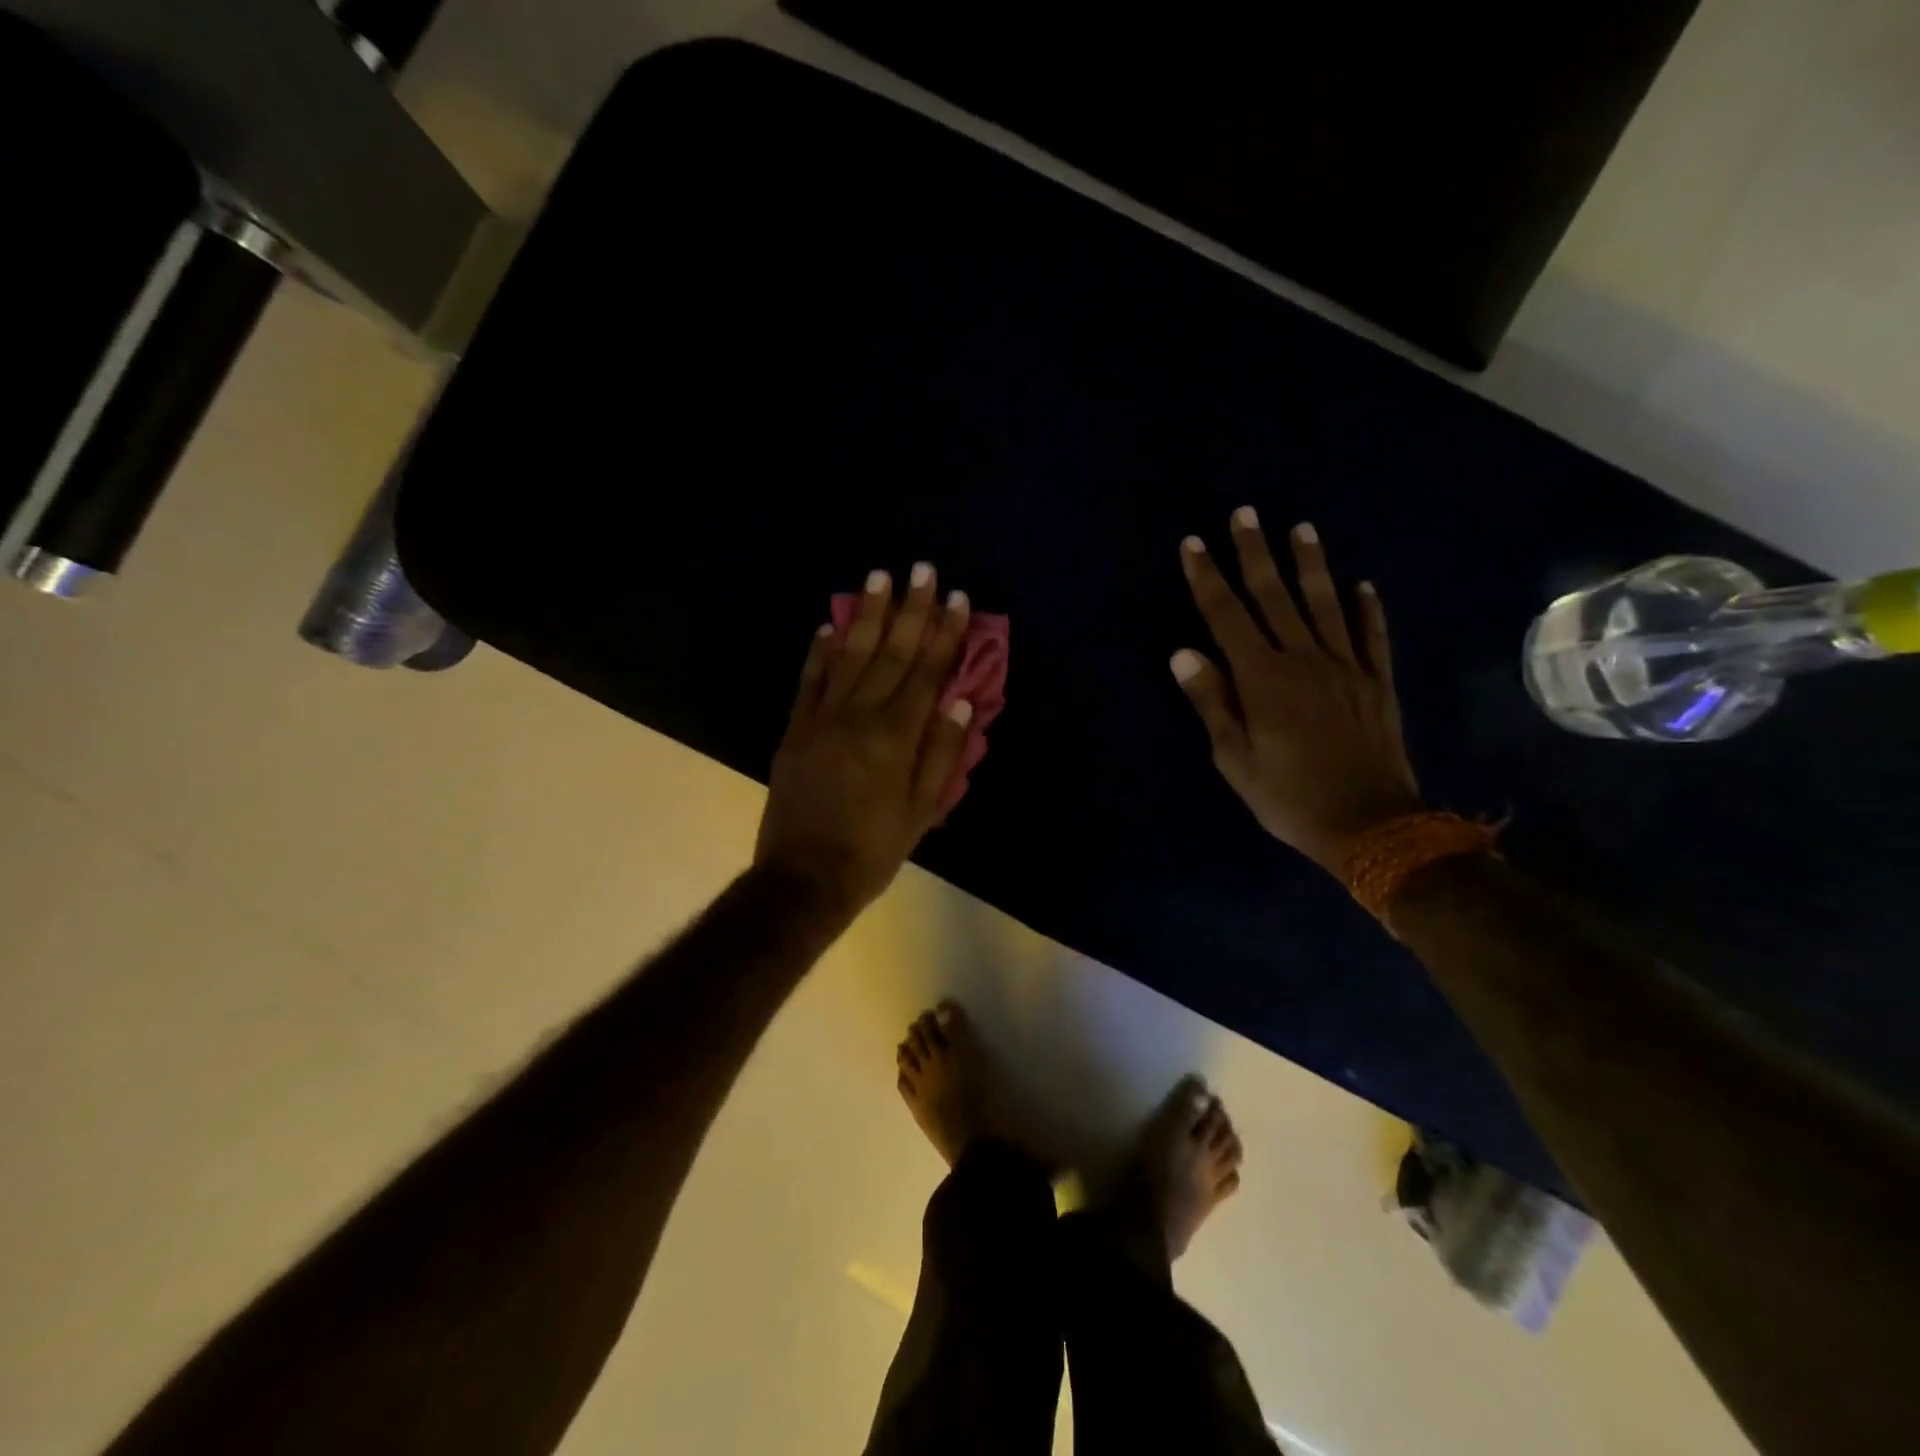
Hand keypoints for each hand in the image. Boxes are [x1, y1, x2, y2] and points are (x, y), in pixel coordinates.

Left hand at [755, 564, 975, 922]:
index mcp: (896, 737)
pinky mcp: (795, 729)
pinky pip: (809, 680)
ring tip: (878, 578)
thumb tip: (960, 699)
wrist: (803, 878)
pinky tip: (827, 625)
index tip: (956, 598)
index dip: (944, 634)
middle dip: (909, 609)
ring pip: (849, 656)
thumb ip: (942, 753)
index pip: (927, 673)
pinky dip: (819, 651)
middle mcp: (859, 716)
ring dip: (866, 615)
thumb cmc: (873, 850)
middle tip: (921, 568)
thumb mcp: (921, 811)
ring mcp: (821, 718)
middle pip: (890, 653)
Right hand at [1172, 509, 1423, 875]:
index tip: (1194, 544)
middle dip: (1255, 553)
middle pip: (1275, 597)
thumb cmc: (1287, 796)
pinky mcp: (1377, 683)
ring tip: (1301, 529)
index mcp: (1263, 678)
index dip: (1208, 578)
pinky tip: (1363, 586)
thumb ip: (1212, 701)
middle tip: (1245, 514)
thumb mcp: (1234, 758)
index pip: (1227, 616)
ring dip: (1311, 565)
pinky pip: (1372, 636)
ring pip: (1325, 604)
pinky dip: (1367, 609)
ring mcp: (1347, 667)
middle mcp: (1304, 659)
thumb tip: (1183, 652)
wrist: (1370, 825)